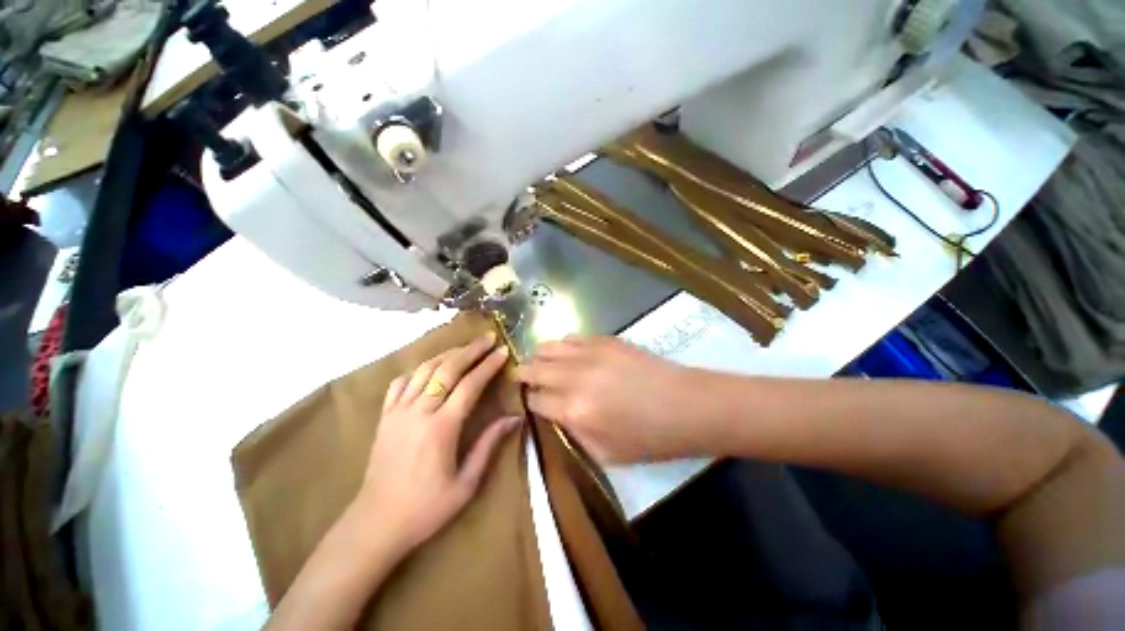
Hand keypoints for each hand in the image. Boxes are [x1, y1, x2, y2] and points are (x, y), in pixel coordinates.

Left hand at [358, 333, 520, 553]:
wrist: (376, 523)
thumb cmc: (426, 507)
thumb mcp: (467, 482)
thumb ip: (489, 444)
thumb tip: (514, 418)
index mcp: (442, 428)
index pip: (470, 384)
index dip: (488, 365)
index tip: (503, 351)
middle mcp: (419, 412)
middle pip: (448, 368)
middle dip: (471, 350)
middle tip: (488, 338)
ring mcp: (398, 411)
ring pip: (425, 370)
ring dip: (447, 354)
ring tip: (465, 347)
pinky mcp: (385, 416)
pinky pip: (401, 382)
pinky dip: (418, 369)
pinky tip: (430, 368)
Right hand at [513, 336, 705, 463]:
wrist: (687, 406)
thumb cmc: (650, 438)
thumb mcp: (607, 454)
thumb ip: (574, 433)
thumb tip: (557, 414)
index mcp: (573, 410)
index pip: (535, 400)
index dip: (528, 400)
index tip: (530, 400)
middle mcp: (574, 377)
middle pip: (534, 368)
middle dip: (523, 374)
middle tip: (522, 377)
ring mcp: (589, 353)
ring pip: (548, 347)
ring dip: (540, 356)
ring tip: (542, 363)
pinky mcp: (605, 340)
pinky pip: (572, 337)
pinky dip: (564, 345)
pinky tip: (569, 353)